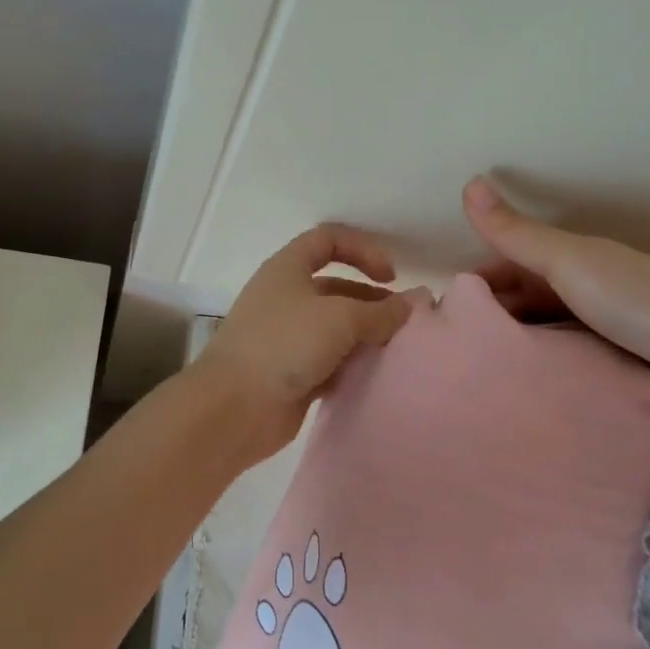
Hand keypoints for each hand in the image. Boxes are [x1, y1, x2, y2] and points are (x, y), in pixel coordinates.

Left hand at [194, 223, 424, 459]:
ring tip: (398, 351)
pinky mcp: (291, 372)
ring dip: (366, 336)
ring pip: (336, 328)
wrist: (234, 408)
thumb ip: (381, 312)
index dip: (363, 249)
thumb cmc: (283, 345)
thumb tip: (415, 302)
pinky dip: (352, 365)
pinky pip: (330, 361)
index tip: (390, 276)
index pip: (328, 240)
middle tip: (405, 323)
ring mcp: (287, 337)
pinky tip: (376, 376)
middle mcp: (286, 297)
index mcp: (288, 269)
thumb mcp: (339, 318)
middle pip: (337, 287)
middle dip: (372, 301)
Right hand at [463, 177, 649, 398]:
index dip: (477, 284)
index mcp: (571, 257)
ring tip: (483, 368)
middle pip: (526, 296)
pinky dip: (544, 358)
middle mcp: (584, 283)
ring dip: (518, 339)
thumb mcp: (568, 261)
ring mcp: (604, 320)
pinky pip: (567, 350)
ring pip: (546, 325)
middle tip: (456, 349)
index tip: (445, 315)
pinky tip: (530, 378)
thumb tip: (469, 183)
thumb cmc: (635, 296)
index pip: (509, 265)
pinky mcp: (621, 353)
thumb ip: (517, 233)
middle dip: (493, 315)